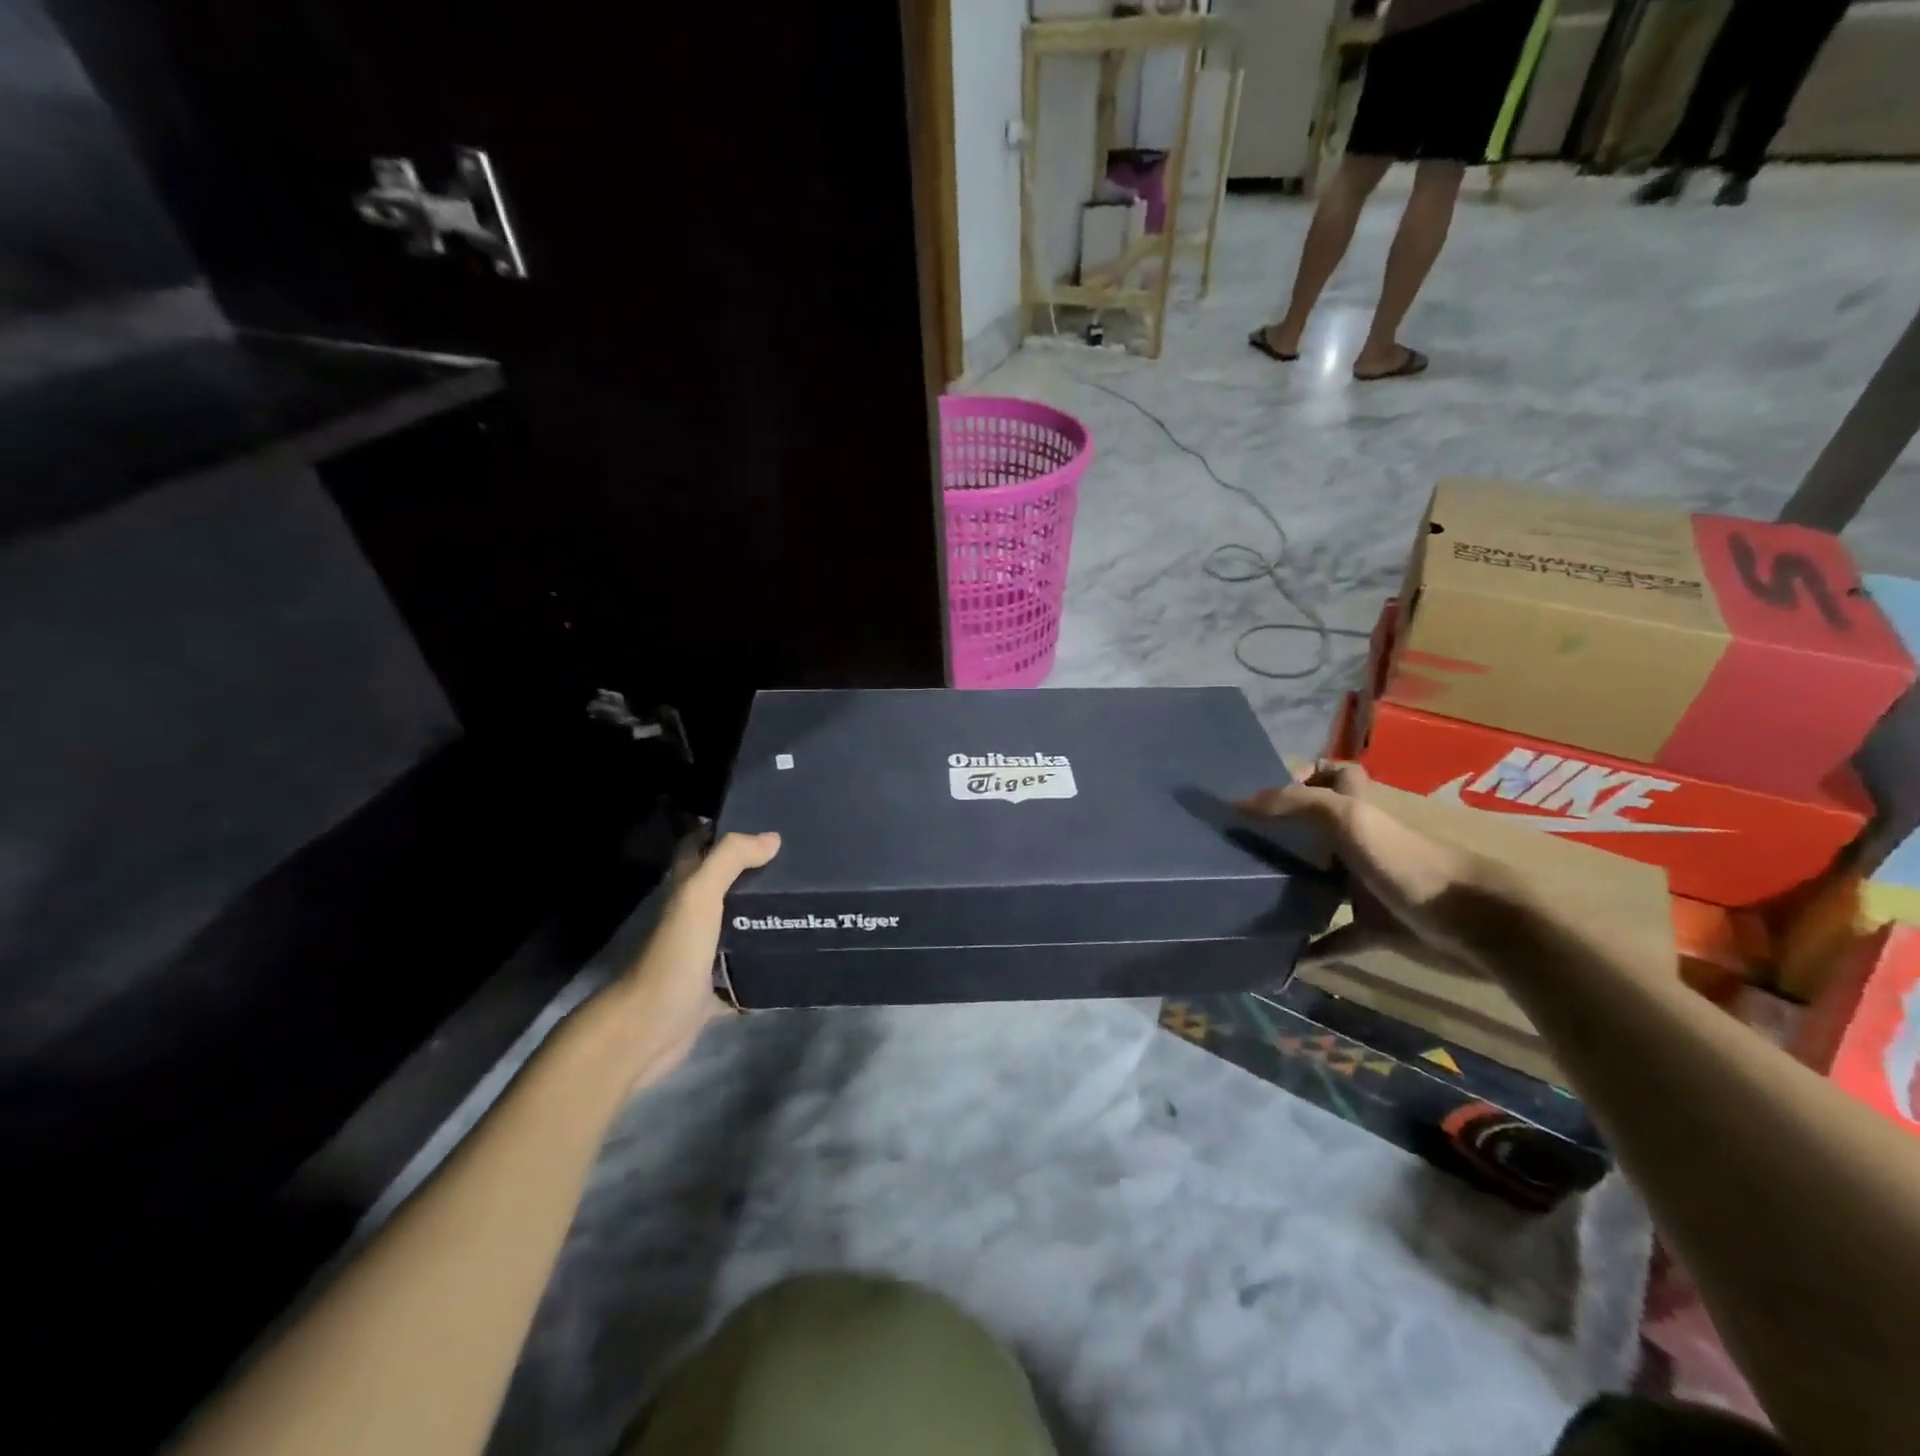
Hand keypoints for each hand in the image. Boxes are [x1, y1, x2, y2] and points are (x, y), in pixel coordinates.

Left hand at [594, 829, 780, 1087]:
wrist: (648, 1029)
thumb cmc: (674, 956)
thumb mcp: (699, 897)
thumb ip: (730, 860)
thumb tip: (772, 838)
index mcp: (685, 892)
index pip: (698, 848)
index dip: (722, 832)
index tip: (763, 824)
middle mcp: (692, 919)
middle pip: (723, 887)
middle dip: (754, 874)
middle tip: (798, 864)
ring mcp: (701, 956)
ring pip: (735, 928)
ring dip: (762, 918)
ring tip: (805, 905)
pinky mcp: (712, 990)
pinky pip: (744, 973)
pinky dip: (764, 967)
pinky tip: (795, 958)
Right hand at [1238, 760, 1512, 973]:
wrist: (1475, 925)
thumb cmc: (1408, 862)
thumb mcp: (1349, 819)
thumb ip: (1297, 805)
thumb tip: (1239, 804)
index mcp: (1360, 811)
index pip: (1337, 774)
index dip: (1308, 772)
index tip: (1265, 790)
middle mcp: (1362, 843)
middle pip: (1320, 829)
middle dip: (1286, 833)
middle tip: (1240, 841)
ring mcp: (1369, 886)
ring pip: (1324, 880)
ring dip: (1294, 886)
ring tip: (1250, 890)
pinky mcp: (1376, 928)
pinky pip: (1337, 937)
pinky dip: (1314, 946)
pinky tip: (1286, 954)